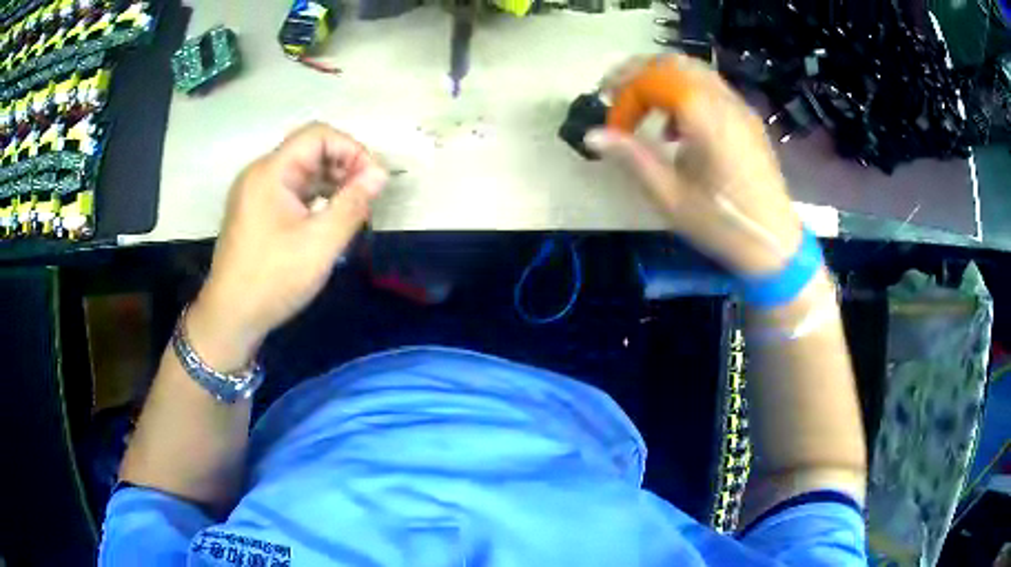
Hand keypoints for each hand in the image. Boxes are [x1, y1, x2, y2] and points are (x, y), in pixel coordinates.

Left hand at [187, 123, 387, 369]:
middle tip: (367, 196)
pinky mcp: (255, 211)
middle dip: (344, 166)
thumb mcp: (320, 243)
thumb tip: (380, 174)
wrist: (231, 317)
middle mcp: (260, 174)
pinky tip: (329, 218)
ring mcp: (255, 193)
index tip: (373, 179)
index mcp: (271, 172)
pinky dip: (315, 197)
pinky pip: (291, 191)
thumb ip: (353, 203)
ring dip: (331, 183)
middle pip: (309, 151)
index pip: (318, 135)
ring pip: (302, 172)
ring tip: (354, 209)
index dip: (351, 149)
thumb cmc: (273, 279)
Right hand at [587, 55, 803, 275]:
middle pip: (672, 63)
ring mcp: (739, 106)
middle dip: (637, 73)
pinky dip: (684, 90)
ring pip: (693, 69)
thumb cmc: (722, 224)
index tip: (614, 129)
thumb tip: (592, 136)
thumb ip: (632, 158)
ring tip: (643, 108)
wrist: (776, 243)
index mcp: (704, 116)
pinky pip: (710, 86)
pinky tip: (678, 125)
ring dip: (660, 79)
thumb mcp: (670, 197)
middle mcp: (723, 100)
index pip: (652, 80)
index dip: (625, 98)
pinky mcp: (747, 118)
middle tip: (615, 95)